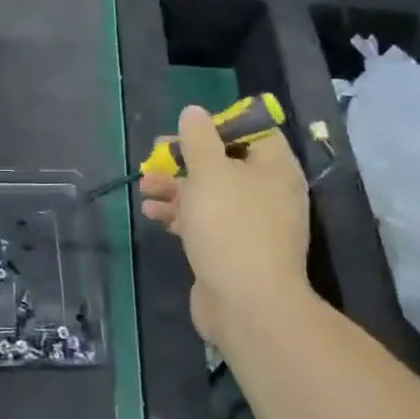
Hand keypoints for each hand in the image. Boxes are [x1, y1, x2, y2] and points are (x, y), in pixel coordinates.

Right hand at [139, 105, 311, 343]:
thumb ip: (198, 138)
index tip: (187, 129)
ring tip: (145, 186)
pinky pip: (205, 221)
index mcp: (274, 168)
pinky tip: (152, 214)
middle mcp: (268, 192)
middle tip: (156, 154)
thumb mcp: (209, 172)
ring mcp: (251, 224)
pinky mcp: (233, 250)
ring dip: (175, 186)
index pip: (252, 131)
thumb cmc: (231, 227)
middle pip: (225, 162)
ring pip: (210, 193)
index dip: (219, 125)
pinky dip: (180, 214)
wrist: (248, 307)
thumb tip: (194, 112)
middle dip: (186, 158)